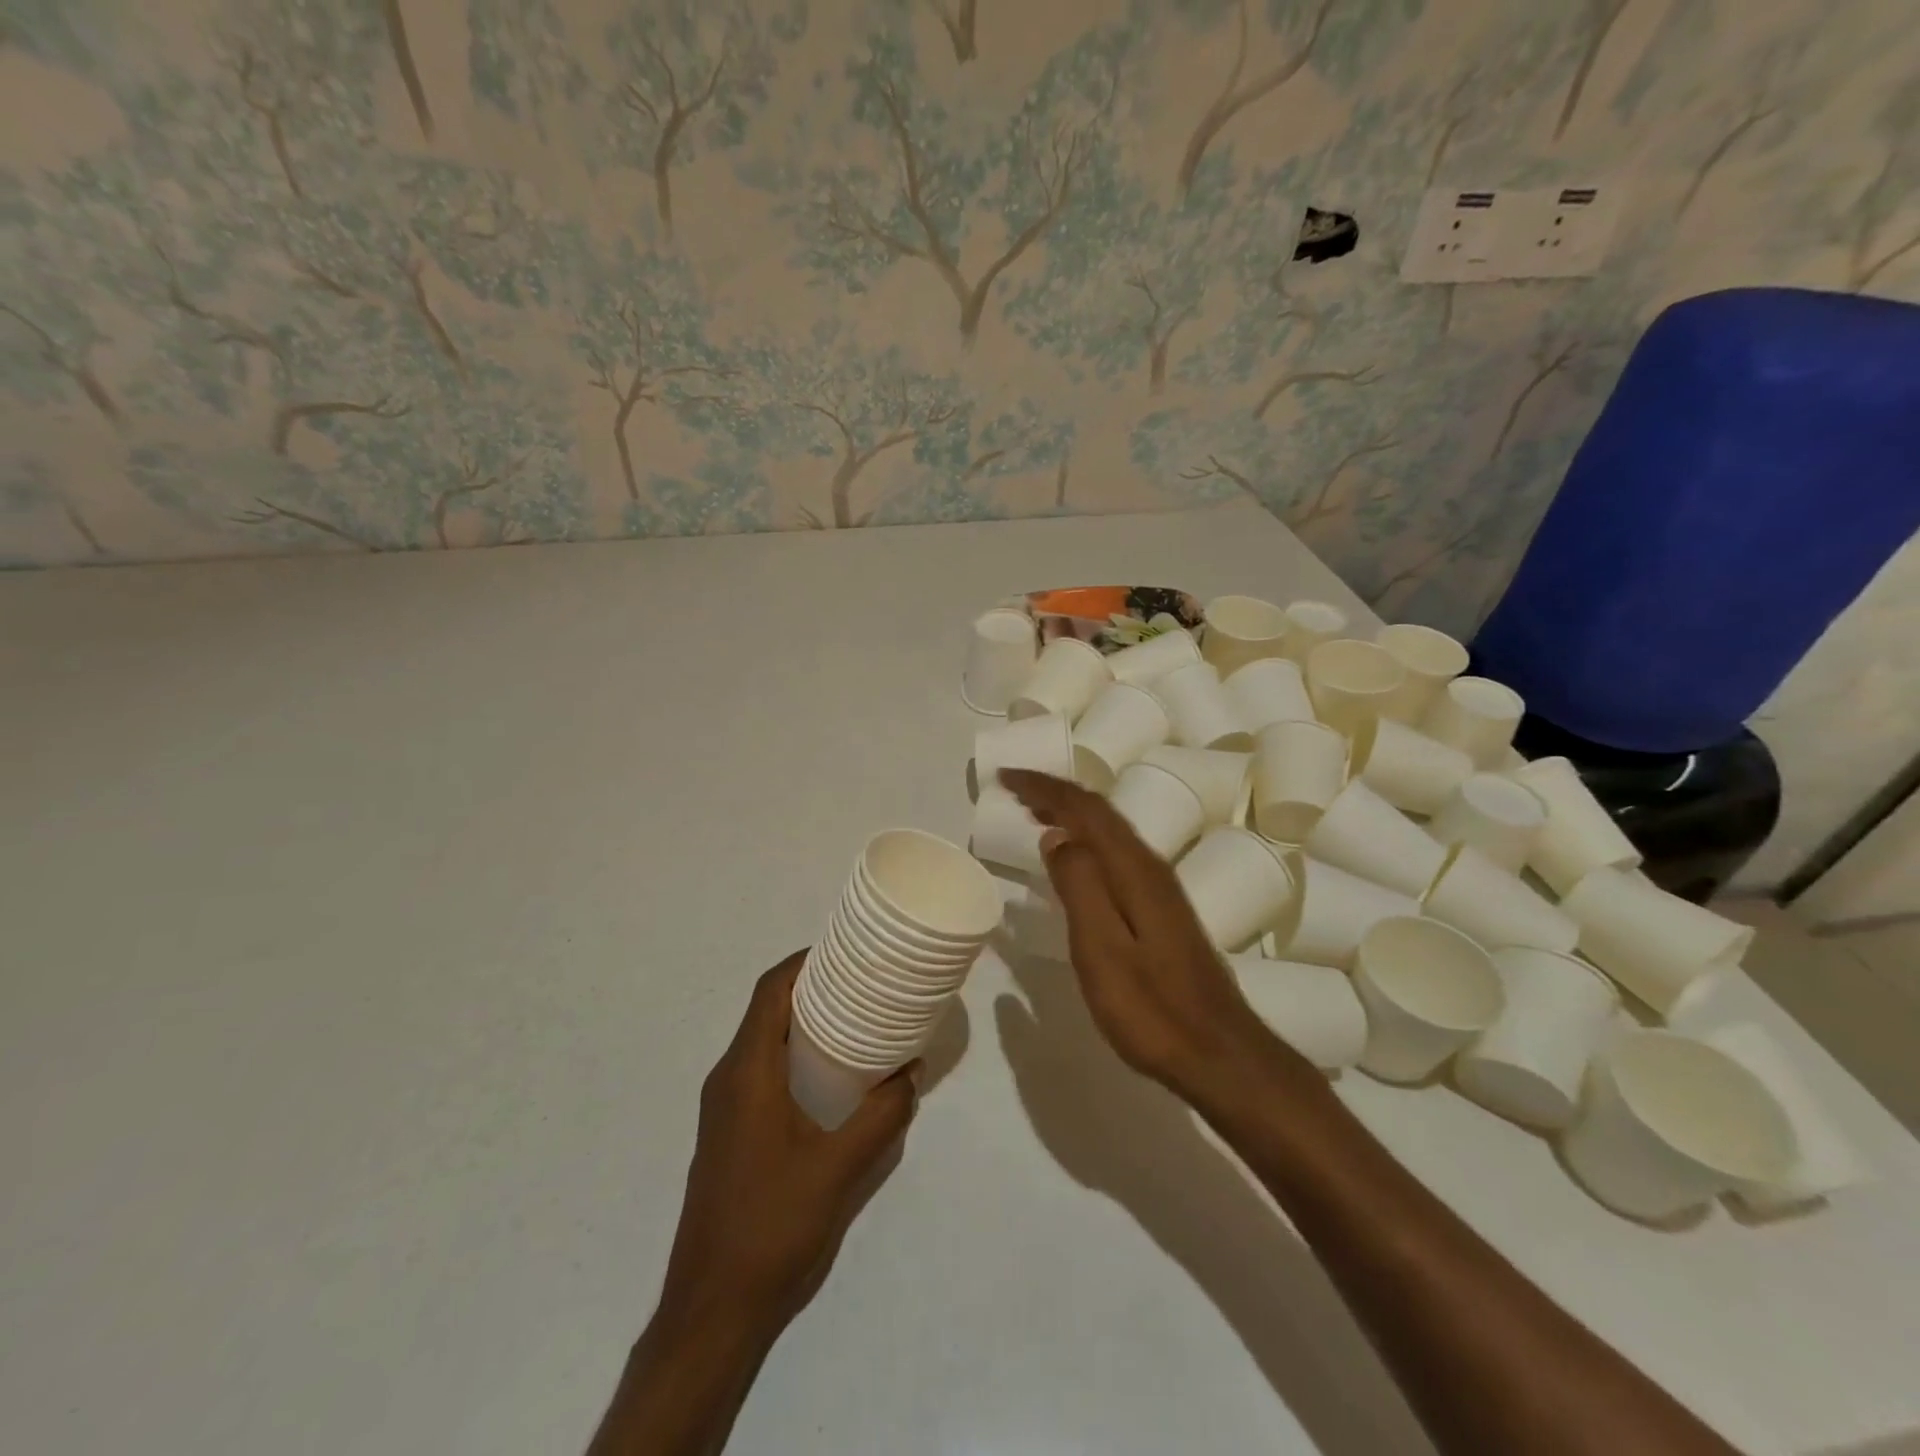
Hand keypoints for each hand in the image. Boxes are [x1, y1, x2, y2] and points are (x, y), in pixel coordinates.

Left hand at [659, 953, 918, 1336]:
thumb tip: (909, 1074)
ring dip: (803, 1022)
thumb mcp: (839, 1168)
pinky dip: (794, 1054)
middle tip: (862, 984)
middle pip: (766, 1010)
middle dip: (811, 988)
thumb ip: (881, 1116)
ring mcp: (724, 1108)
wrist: (711, 1309)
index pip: (769, 991)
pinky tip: (831, 1077)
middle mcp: (729, 1078)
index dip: (803, 962)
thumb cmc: (772, 1225)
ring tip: (855, 1021)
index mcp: (746, 1072)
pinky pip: (761, 1070)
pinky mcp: (730, 1132)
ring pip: (763, 1041)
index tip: (845, 952)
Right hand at [1000, 769, 1289, 1099]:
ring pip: (1109, 832)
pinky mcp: (1162, 910)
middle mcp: (1150, 867)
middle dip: (1056, 794)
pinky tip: (1075, 857)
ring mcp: (1160, 888)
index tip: (1005, 778)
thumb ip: (1079, 887)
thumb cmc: (1153, 1009)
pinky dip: (1087, 840)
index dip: (1045, 788)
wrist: (1220, 1055)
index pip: (1085, 810)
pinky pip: (1116, 853)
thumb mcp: (1102, 950)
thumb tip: (1058, 835)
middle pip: (1100, 813)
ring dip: (1071, 814)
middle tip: (1013, 789)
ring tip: (1035, 812)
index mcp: (1134, 870)